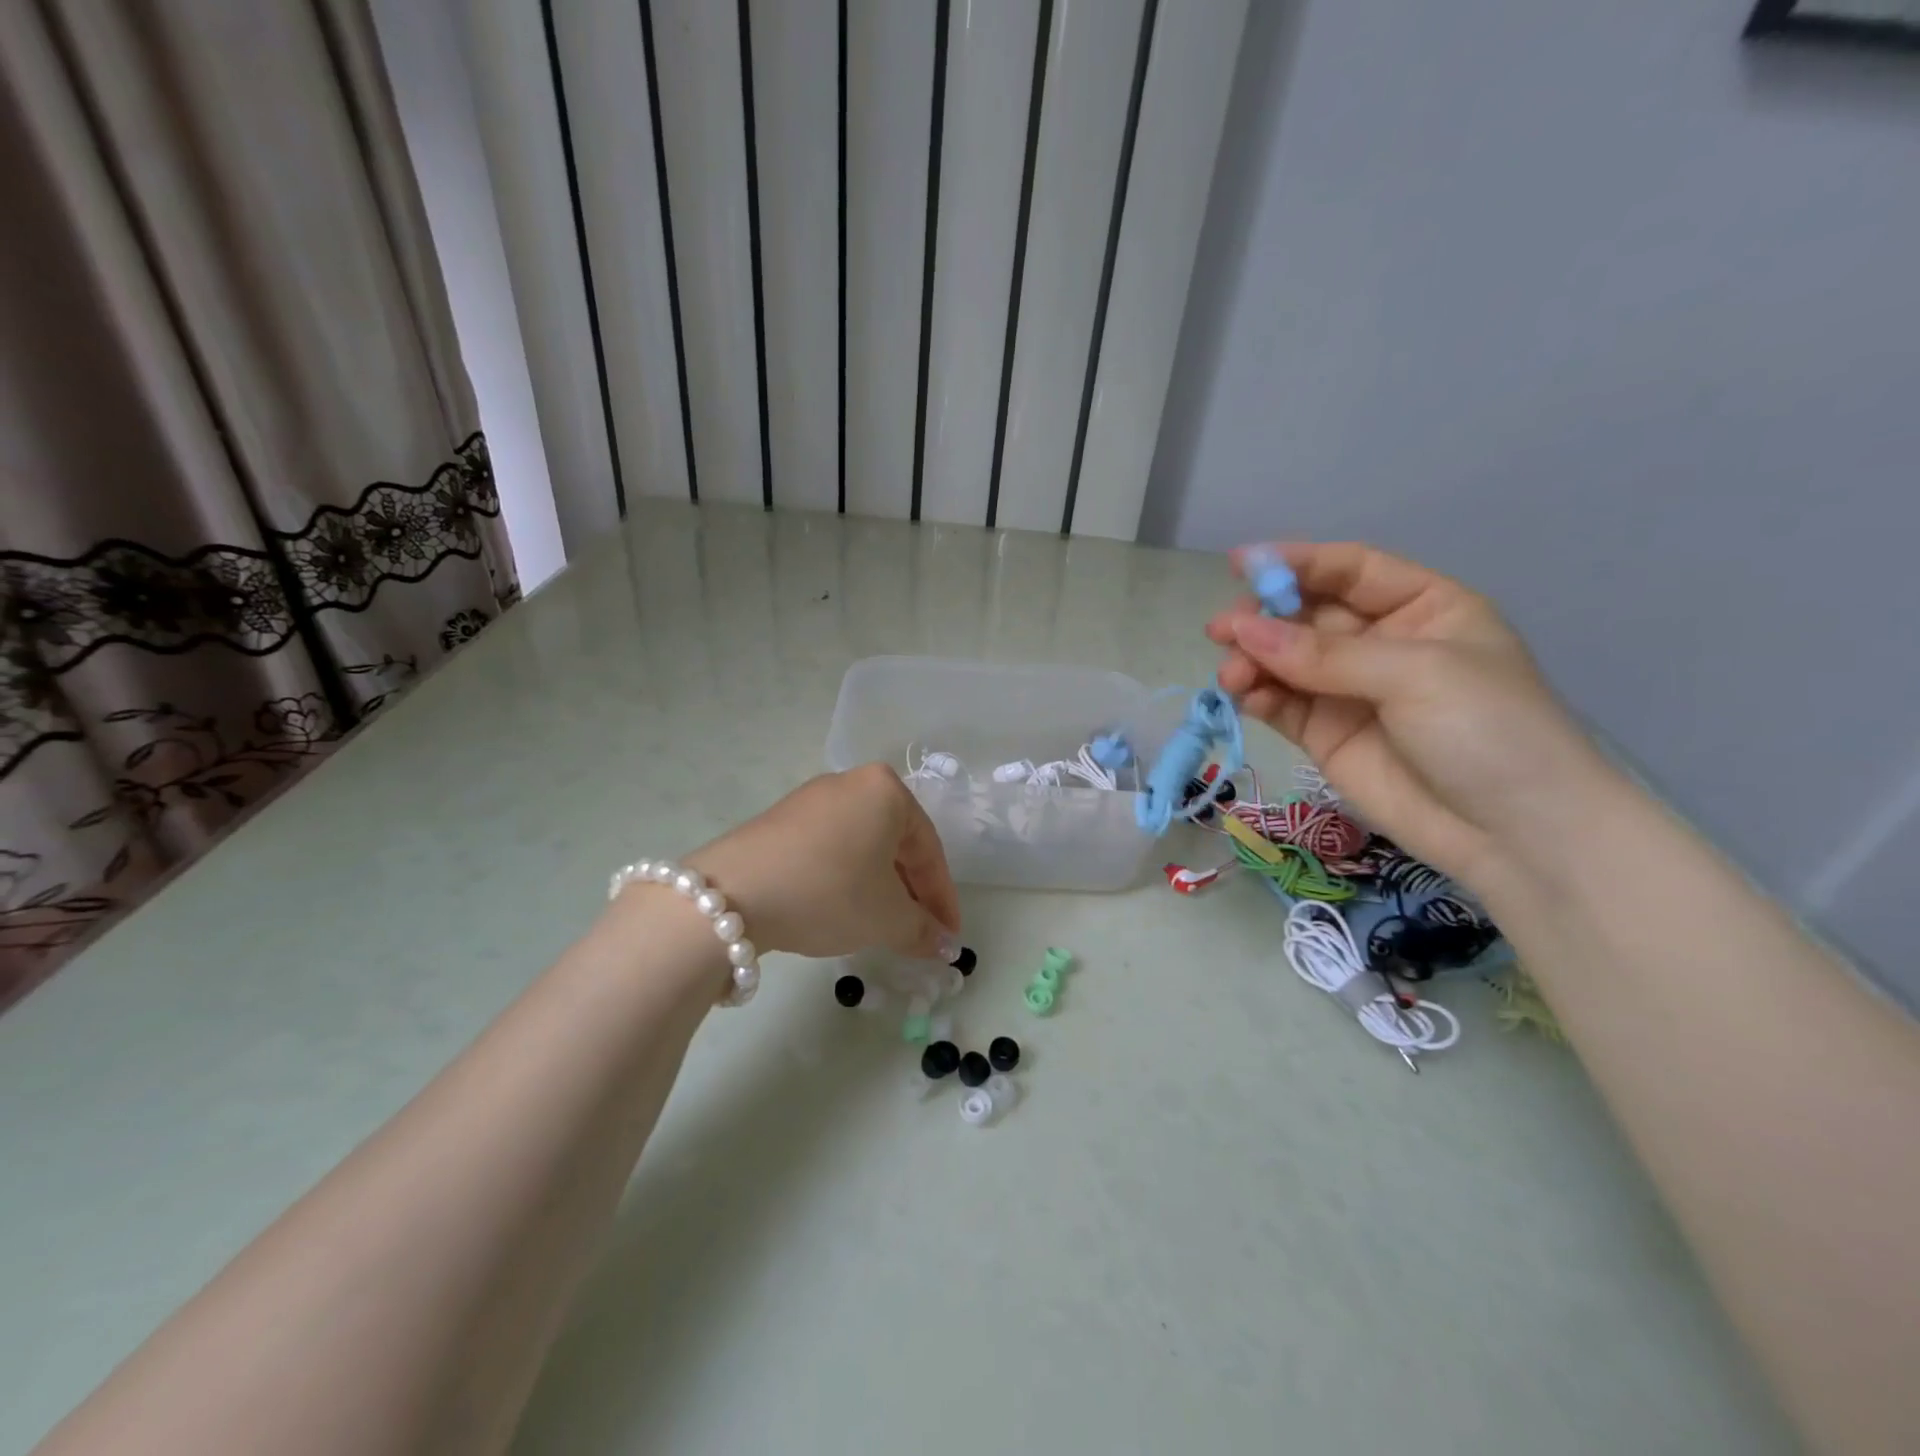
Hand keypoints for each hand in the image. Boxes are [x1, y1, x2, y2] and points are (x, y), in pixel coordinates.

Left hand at [686, 764, 962, 960]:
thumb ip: (923, 930)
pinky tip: (842, 909)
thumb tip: (945, 945)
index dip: (943, 899)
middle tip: (920, 933)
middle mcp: (851, 783)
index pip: (929, 850)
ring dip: (879, 888)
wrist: (731, 894)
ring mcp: (811, 799)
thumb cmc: (828, 893)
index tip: (950, 937)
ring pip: (863, 847)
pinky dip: (846, 879)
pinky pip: (830, 848)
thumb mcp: (886, 918)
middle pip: (896, 844)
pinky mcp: (780, 820)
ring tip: (883, 927)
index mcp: (887, 791)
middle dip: (911, 893)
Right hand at [1207, 542, 1611, 890]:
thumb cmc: (1487, 729)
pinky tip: (1243, 696)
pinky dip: (1257, 696)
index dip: (1297, 563)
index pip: (1350, 571)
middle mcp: (1381, 643)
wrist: (1514, 835)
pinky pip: (1281, 704)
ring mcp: (1348, 691)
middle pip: (1308, 616)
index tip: (1242, 565)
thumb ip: (1326, 655)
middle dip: (1264, 619)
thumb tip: (1244, 632)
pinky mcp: (1324, 735)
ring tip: (1231, 675)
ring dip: (1252, 661)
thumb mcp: (1416, 674)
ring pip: (1285, 661)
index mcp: (1422, 609)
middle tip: (1222, 630)